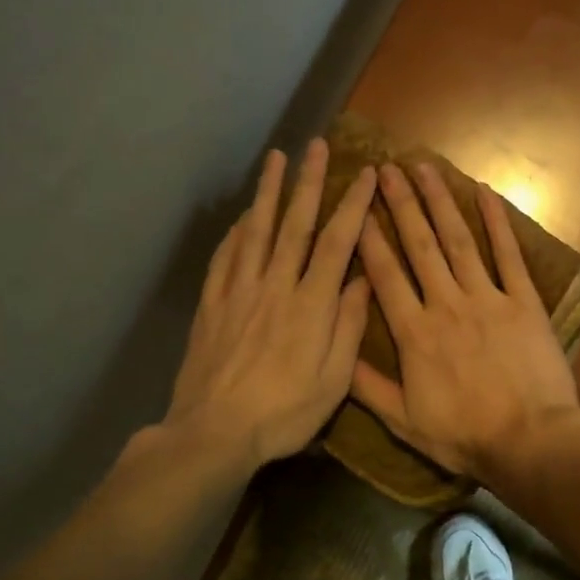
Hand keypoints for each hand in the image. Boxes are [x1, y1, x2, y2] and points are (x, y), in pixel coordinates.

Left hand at [164, 141, 377, 466]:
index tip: (367, 174)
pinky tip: (243, 217)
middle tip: (317, 145)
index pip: (338, 242)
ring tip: (276, 159)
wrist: (213, 433)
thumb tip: (363, 280)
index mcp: (311, 304)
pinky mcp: (212, 304)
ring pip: (257, 231)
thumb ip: (348, 327)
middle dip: (309, 182)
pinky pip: (225, 257)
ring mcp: (239, 292)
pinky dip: (236, 232)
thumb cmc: (283, 413)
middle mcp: (275, 286)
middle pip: (295, 224)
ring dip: (269, 192)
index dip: (353, 205)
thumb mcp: (333, 381)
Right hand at [351, 162, 579, 481]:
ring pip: (458, 240)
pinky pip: (508, 255)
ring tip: (424, 168)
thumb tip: (335, 353)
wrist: (530, 441)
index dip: (368, 237)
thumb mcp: (404, 422)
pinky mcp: (524, 301)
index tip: (355, 205)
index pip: (384, 274)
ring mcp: (488, 298)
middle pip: (419, 245)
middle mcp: (446, 304)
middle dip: (400, 204)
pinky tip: (485, 193)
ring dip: (440, 202)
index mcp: (414, 333)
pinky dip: (497, 222)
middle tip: (386, 168)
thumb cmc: (465, 436)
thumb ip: (367, 387)